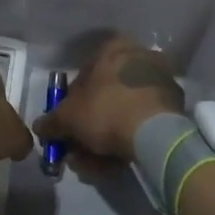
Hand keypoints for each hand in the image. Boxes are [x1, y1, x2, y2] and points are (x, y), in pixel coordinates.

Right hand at [34, 35, 184, 166]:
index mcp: (113, 48)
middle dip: (87, 130)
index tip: (65, 128)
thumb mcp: (68, 117)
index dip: (69, 105)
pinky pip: (141, 123)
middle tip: (77, 152)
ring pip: (122, 113)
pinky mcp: (174, 107)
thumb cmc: (106, 110)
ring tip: (93, 165)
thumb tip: (40, 127)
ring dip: (103, 141)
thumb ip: (51, 121)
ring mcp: (159, 82)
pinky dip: (127, 141)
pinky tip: (114, 164)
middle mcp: (139, 57)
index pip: (82, 75)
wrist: (155, 133)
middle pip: (104, 98)